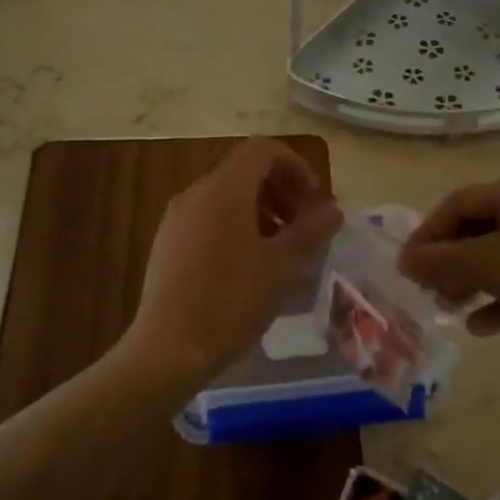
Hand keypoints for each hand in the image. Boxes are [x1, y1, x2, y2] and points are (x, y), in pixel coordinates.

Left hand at [120, 139, 343, 391]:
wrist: (167, 350)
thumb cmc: (230, 302)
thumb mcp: (281, 267)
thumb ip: (310, 231)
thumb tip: (333, 209)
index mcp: (223, 190)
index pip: (262, 150)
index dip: (295, 166)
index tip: (315, 201)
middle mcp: (195, 193)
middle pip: (245, 172)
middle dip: (282, 191)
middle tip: (305, 228)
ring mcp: (177, 219)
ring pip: (227, 197)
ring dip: (262, 211)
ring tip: (282, 251)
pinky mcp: (168, 243)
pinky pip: (209, 218)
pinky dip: (237, 226)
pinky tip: (251, 268)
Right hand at [397, 169, 499, 383]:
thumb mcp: (489, 265)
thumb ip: (440, 260)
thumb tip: (403, 260)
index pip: (458, 203)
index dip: (428, 234)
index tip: (406, 266)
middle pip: (478, 229)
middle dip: (449, 262)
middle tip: (426, 289)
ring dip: (470, 281)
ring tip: (448, 309)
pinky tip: (480, 326)